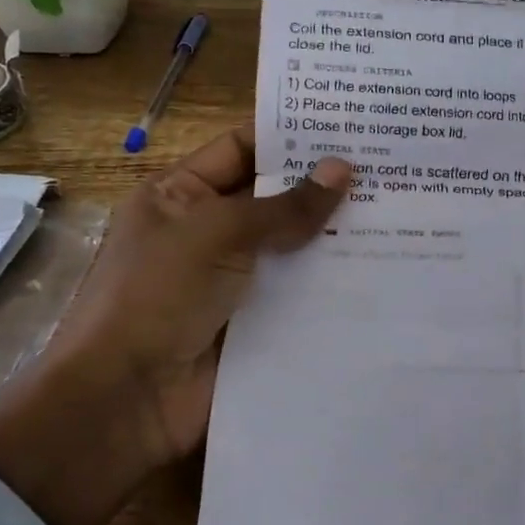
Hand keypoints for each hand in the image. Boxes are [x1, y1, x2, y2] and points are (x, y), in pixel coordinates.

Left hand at [0, 130, 350, 524]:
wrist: (125, 400)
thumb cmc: (157, 296)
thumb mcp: (217, 234)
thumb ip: (284, 206)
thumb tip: (343, 169)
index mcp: (181, 196)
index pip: (241, 149)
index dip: (289, 135)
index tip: (347, 123)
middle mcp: (208, 232)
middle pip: (274, 198)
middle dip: (323, 185)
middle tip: (388, 166)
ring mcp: (234, 280)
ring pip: (293, 247)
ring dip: (336, 234)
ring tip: (399, 209)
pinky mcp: (256, 322)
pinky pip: (300, 292)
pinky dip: (333, 282)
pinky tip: (382, 266)